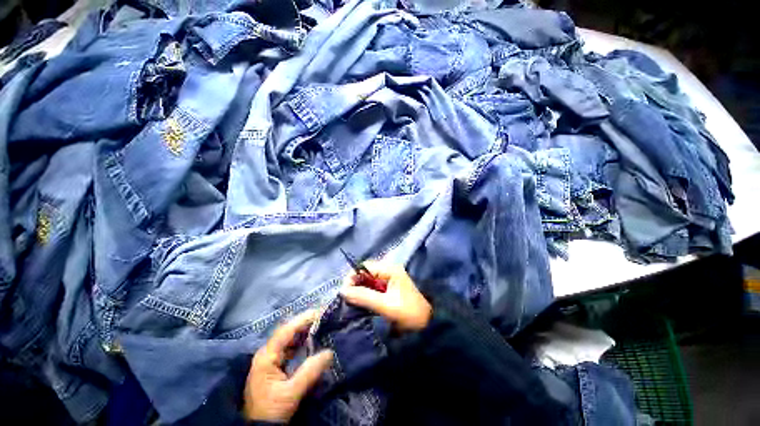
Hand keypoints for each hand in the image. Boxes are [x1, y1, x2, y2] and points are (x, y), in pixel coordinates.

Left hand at [243, 310, 333, 422]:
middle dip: (305, 323)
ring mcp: (271, 360)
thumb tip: (329, 352)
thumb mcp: (291, 393)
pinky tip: (312, 341)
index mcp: (266, 356)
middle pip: (287, 332)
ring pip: (289, 340)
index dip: (302, 320)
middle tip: (323, 316)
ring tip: (321, 324)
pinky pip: (290, 349)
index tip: (319, 312)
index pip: (286, 331)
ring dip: (304, 332)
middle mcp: (267, 353)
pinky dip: (302, 343)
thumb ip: (309, 372)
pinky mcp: (275, 366)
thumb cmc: (271, 410)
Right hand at [340, 262, 431, 332]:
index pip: (365, 267)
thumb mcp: (386, 305)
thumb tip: (342, 291)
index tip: (344, 291)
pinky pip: (373, 288)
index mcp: (390, 269)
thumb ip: (364, 297)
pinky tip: (361, 304)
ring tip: (352, 302)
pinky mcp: (389, 289)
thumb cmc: (409, 313)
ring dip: (360, 290)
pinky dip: (366, 294)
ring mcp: (390, 279)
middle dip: (355, 284)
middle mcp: (389, 270)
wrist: (429, 324)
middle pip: (366, 273)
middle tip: (347, 299)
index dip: (353, 277)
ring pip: (368, 281)